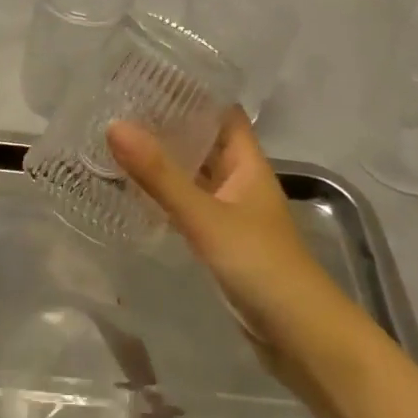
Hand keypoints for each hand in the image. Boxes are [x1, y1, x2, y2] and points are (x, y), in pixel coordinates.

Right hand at [106, 111, 351, 353]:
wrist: (303, 340)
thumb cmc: (262, 266)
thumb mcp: (206, 217)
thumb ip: (160, 176)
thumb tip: (114, 126)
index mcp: (247, 162)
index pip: (220, 111)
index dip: (190, 91)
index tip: (147, 76)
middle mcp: (239, 180)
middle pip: (203, 140)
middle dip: (166, 124)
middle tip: (116, 107)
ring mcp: (230, 212)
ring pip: (193, 174)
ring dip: (163, 160)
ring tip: (115, 141)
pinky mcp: (221, 242)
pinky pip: (188, 205)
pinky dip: (164, 194)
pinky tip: (132, 192)